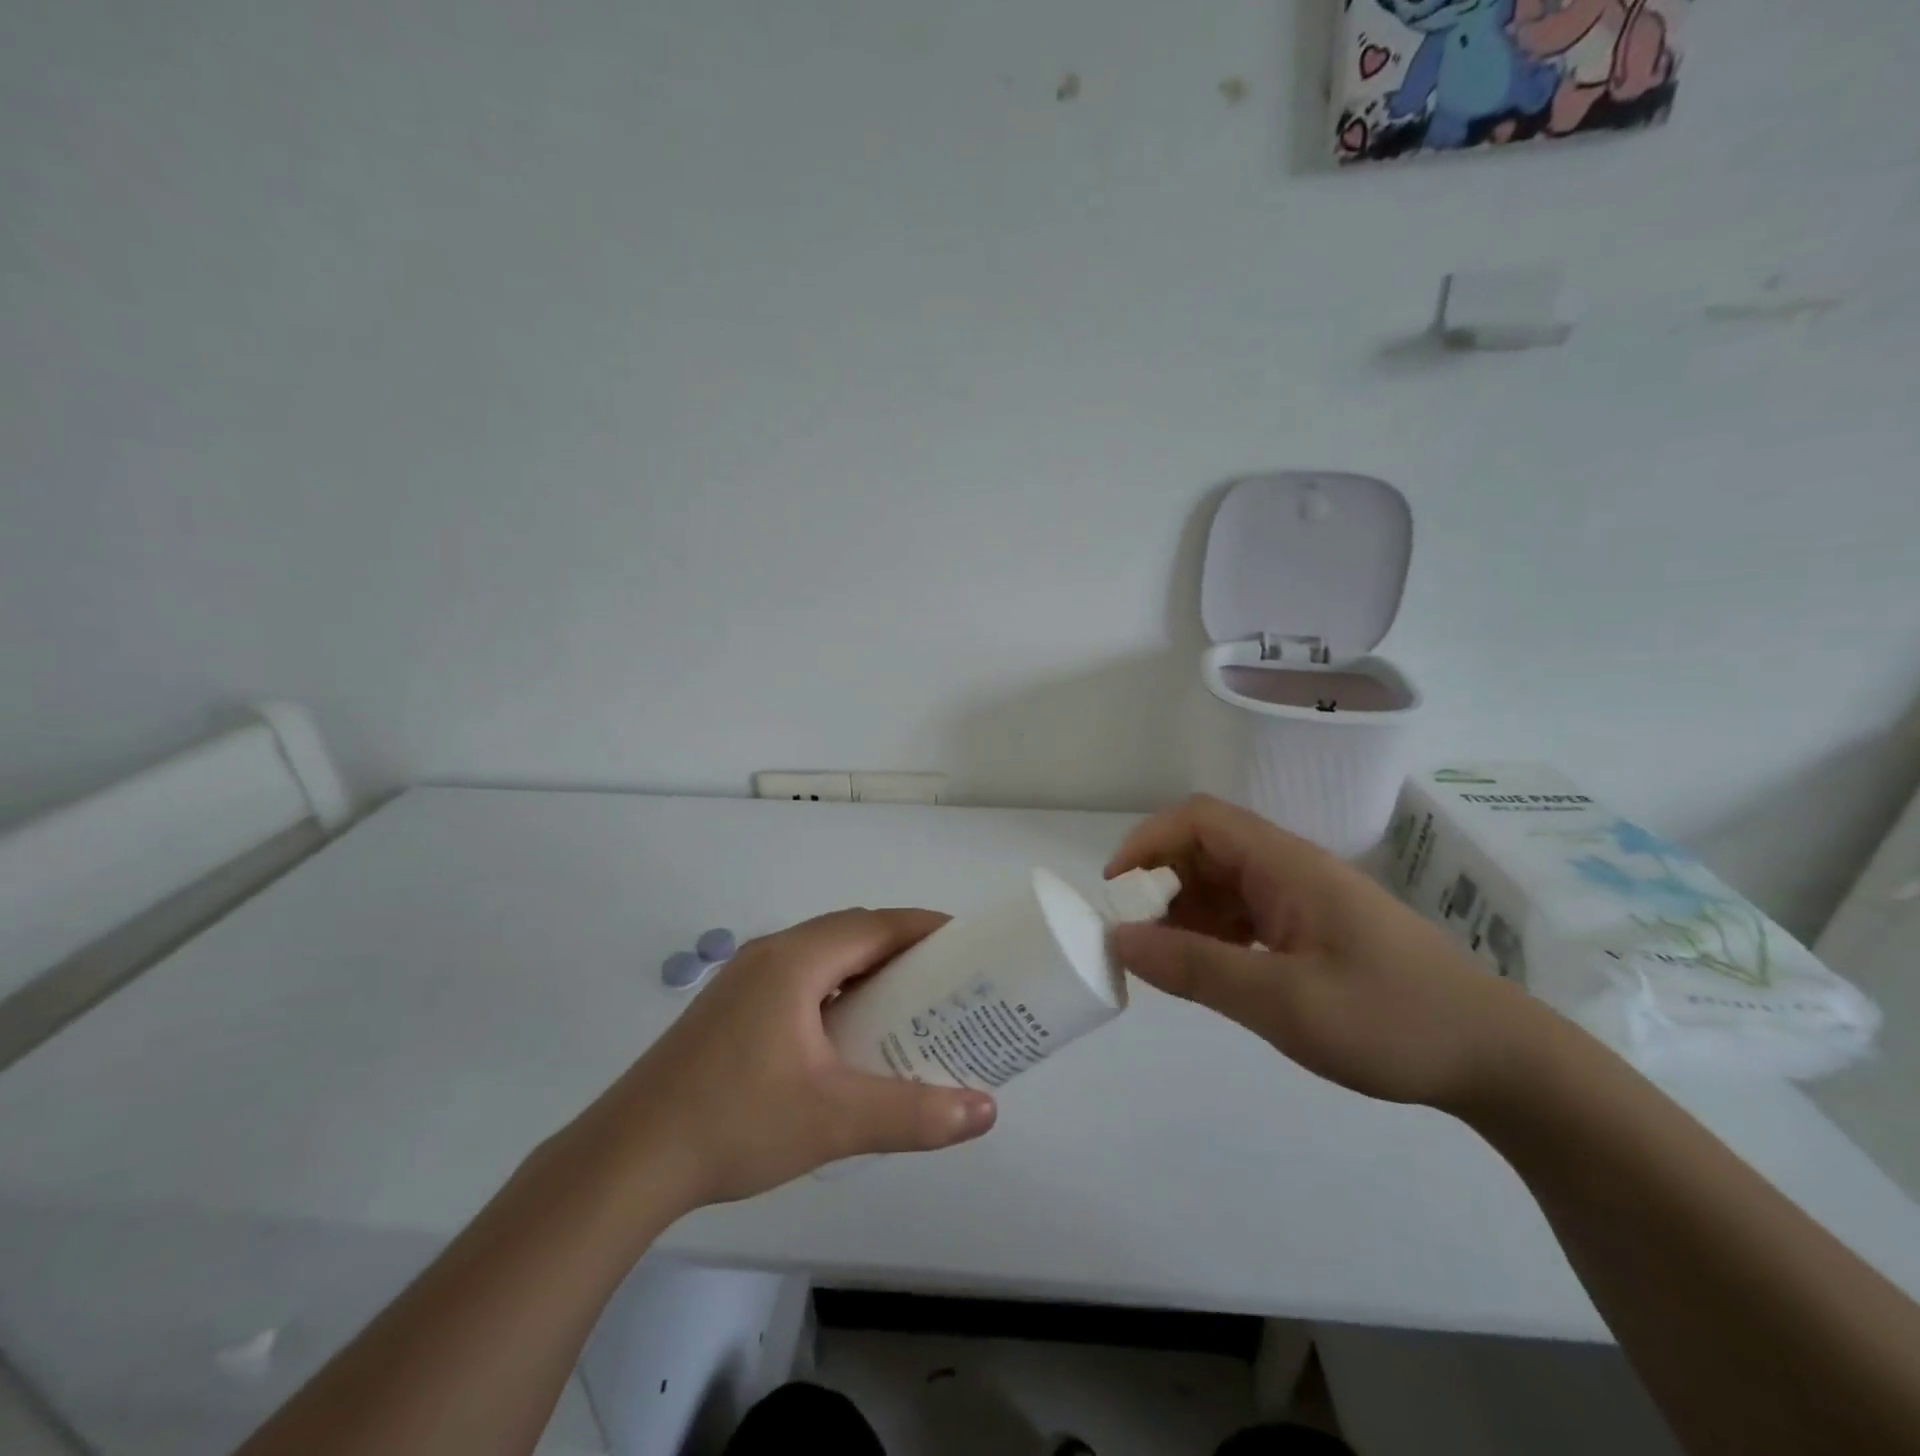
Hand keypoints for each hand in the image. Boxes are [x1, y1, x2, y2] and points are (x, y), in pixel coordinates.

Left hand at [578, 910, 996, 1212]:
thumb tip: (986, 1111)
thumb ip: (914, 1114)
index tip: (969, 943)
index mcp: (795, 960)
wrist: (625, 1160)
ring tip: (906, 1005)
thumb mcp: (835, 1120)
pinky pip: (798, 978)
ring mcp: (743, 980)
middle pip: (851, 932)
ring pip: (822, 955)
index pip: (876, 924)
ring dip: (865, 969)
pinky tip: (845, 1034)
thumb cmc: (734, 1123)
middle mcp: (769, 954)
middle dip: (902, 949)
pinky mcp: (728, 1007)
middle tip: (946, 981)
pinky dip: (835, 989)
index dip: (926, 928)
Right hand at [1107, 796, 1548, 1111]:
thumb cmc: (1392, 1021)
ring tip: (1162, 958)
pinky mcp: (1313, 929)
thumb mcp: (1284, 1002)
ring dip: (1183, 909)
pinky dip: (1212, 932)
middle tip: (1133, 934)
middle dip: (1159, 881)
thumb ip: (1197, 968)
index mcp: (1286, 866)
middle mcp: (1290, 870)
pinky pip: (1245, 914)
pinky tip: (1207, 968)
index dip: (1148, 842)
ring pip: (1223, 882)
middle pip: (1206, 848)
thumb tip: (1120, 940)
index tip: (1116, 890)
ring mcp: (1303, 899)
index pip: (1199, 820)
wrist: (1497, 1060)